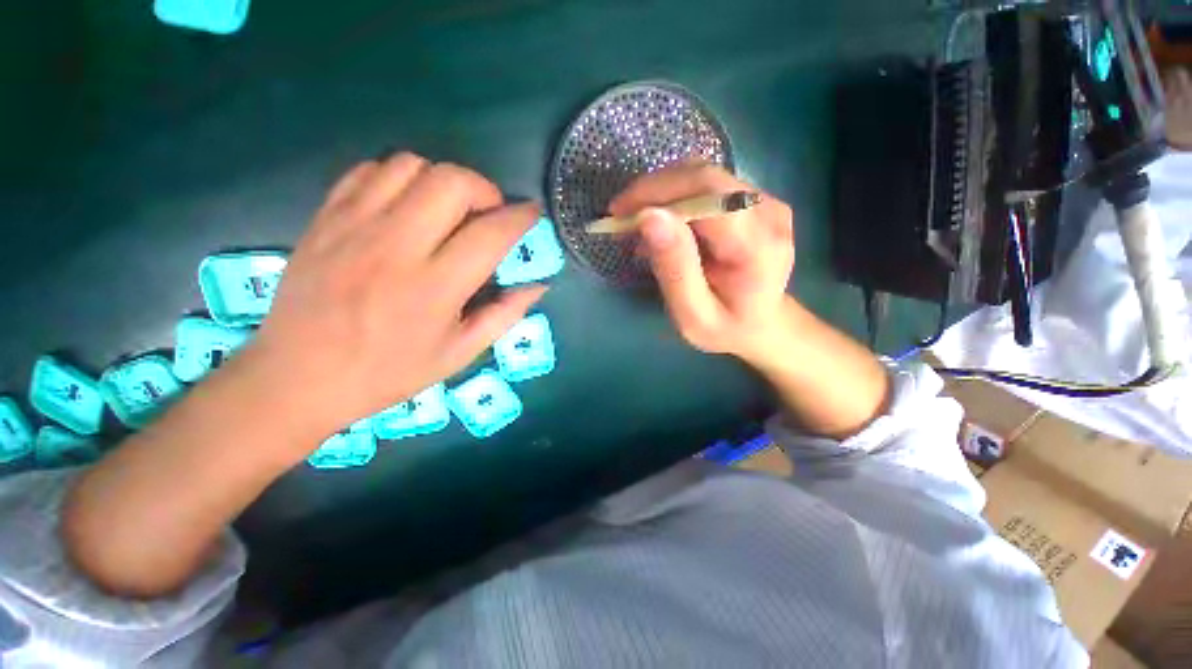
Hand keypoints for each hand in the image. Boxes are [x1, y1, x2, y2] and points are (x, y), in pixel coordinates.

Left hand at [245, 153, 544, 435]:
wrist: (297, 377)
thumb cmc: (388, 372)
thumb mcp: (459, 353)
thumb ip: (504, 315)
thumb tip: (538, 285)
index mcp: (435, 288)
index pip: (491, 233)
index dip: (521, 217)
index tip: (532, 213)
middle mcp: (396, 247)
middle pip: (451, 181)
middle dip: (484, 189)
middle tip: (487, 213)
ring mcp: (354, 226)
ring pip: (411, 165)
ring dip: (442, 180)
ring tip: (447, 210)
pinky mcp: (326, 218)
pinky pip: (369, 171)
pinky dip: (399, 178)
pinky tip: (405, 206)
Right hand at [609, 163, 794, 362]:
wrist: (762, 324)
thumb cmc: (725, 328)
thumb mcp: (693, 315)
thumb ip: (675, 269)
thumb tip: (649, 217)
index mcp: (758, 248)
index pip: (708, 197)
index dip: (659, 194)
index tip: (619, 213)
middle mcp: (768, 213)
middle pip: (705, 178)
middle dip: (654, 190)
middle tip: (620, 214)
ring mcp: (765, 201)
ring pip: (703, 175)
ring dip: (662, 192)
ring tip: (636, 220)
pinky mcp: (755, 199)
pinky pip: (707, 185)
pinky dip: (675, 196)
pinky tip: (660, 221)